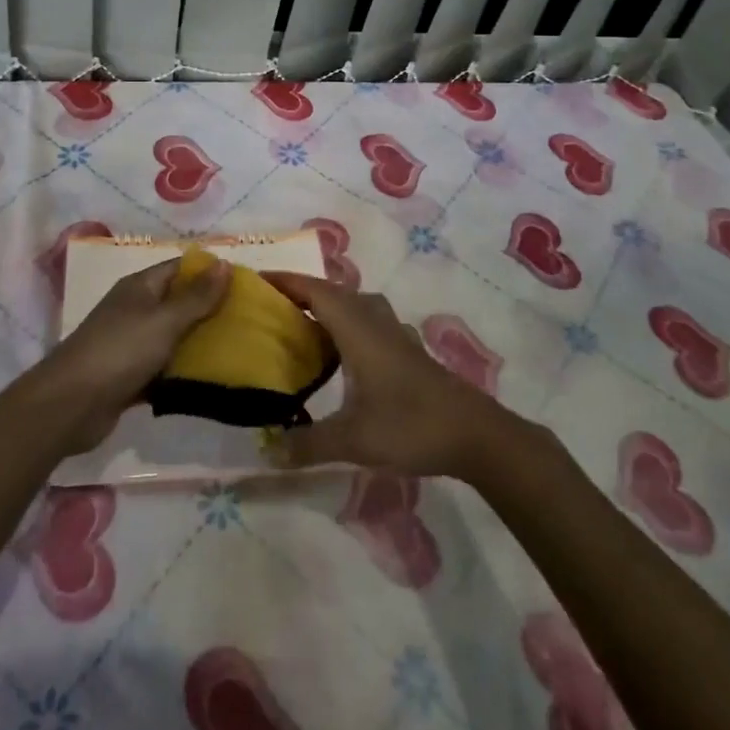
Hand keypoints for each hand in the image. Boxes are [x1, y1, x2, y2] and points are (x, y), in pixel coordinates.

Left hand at [28, 256, 230, 453]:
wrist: (71, 405)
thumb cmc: (120, 351)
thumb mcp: (164, 321)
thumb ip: (196, 297)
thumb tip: (224, 263)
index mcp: (140, 287)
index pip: (180, 269)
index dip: (210, 273)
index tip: (244, 285)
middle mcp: (136, 310)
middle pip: (179, 303)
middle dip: (210, 310)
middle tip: (248, 320)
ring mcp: (131, 344)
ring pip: (173, 338)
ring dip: (199, 343)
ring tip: (238, 349)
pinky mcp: (130, 376)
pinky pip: (164, 369)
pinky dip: (182, 372)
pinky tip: (210, 381)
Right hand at [264, 272, 511, 477]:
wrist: (475, 434)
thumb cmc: (410, 425)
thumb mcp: (354, 440)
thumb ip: (309, 444)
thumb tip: (267, 450)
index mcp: (356, 327)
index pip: (313, 290)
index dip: (284, 280)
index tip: (254, 279)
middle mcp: (373, 319)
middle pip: (331, 291)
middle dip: (300, 292)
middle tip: (270, 305)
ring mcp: (394, 332)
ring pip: (353, 303)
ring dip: (326, 304)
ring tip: (301, 323)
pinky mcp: (407, 348)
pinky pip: (368, 319)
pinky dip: (347, 322)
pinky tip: (342, 350)